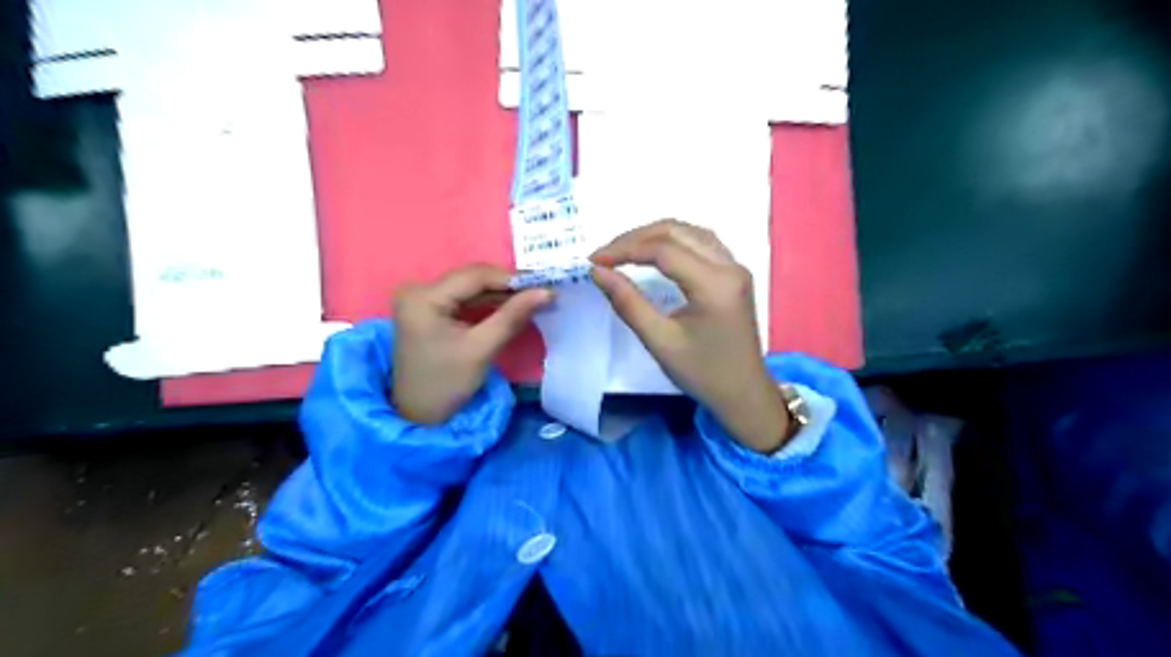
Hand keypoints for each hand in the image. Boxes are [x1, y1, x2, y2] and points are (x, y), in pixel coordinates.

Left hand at [390, 266, 551, 426]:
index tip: (544, 285)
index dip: (511, 278)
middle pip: (471, 278)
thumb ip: (512, 316)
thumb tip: (546, 292)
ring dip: (500, 293)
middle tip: (541, 291)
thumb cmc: (446, 384)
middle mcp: (418, 290)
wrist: (417, 415)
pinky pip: (463, 298)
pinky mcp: (427, 310)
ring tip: (532, 298)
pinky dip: (487, 303)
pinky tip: (510, 306)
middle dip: (507, 285)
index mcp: (423, 297)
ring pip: (469, 287)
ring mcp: (421, 299)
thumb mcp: (481, 349)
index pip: (474, 276)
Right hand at [591, 219, 791, 451]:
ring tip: (622, 251)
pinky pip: (701, 243)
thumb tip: (597, 271)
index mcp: (715, 284)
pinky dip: (673, 241)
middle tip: (604, 256)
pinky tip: (654, 252)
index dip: (624, 249)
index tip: (594, 262)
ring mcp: (736, 268)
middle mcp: (730, 266)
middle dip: (635, 238)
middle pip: (677, 232)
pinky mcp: (735, 274)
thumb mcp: (660, 341)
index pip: (663, 249)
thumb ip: (627, 302)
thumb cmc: (702, 373)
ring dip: (654, 236)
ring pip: (690, 232)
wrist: (744, 395)